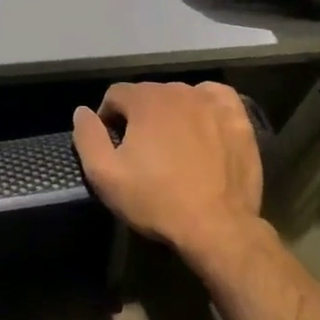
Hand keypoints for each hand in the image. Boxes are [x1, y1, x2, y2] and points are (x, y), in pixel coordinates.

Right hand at [72, 82, 263, 271]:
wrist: (217, 227)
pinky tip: (203, 125)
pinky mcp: (238, 119)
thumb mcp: (104, 175)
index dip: (108, 119)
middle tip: (142, 152)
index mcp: (145, 99)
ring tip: (173, 146)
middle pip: (148, 94)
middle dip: (140, 117)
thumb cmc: (156, 200)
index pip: (115, 94)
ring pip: (180, 96)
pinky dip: (205, 106)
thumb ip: (87, 136)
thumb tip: (82, 111)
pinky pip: (216, 98)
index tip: (114, 147)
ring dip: (171, 113)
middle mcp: (179, 91)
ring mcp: (212, 103)